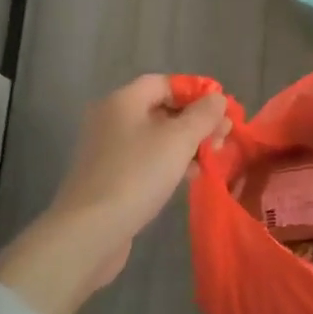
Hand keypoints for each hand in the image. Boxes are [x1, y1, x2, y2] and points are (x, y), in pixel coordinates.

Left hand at [0, 77, 227, 313]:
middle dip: (195, 121)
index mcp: (123, 101)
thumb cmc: (137, 175)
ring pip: (156, 136)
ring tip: (211, 159)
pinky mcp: (109, 177)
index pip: (164, 82)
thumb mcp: (179, 140)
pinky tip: (188, 177)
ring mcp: (107, 150)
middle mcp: (111, 119)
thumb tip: (217, 98)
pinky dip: (169, 162)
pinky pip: (146, 159)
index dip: (196, 92)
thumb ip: (203, 115)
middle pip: (161, 109)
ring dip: (186, 143)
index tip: (221, 111)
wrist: (90, 231)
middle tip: (222, 138)